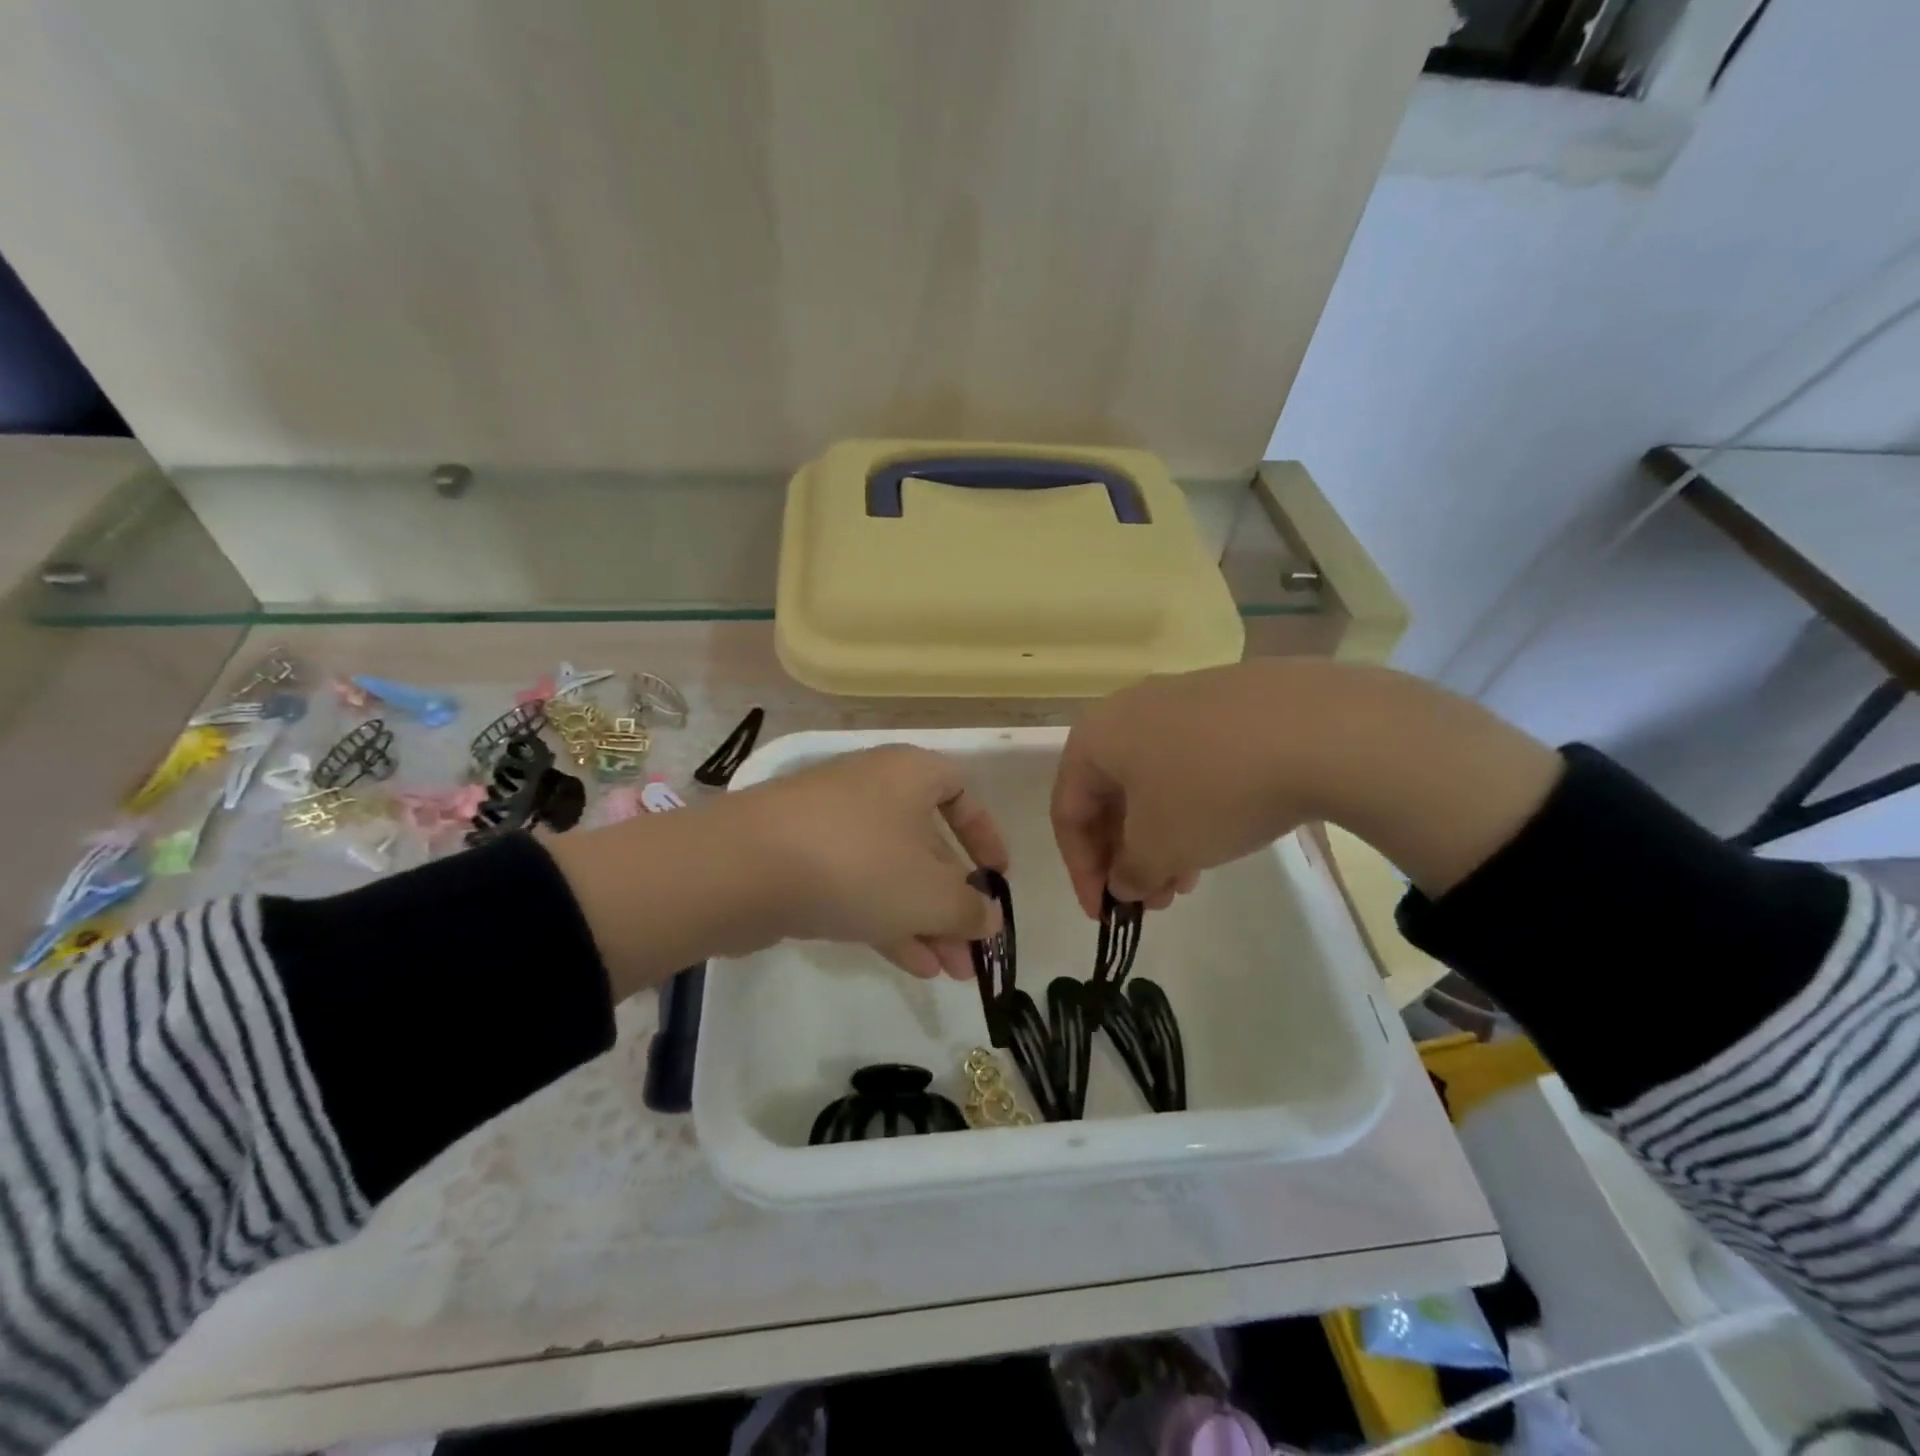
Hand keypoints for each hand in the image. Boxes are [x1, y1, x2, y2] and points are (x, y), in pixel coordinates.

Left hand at [733, 745, 1006, 979]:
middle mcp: (873, 789)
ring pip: (892, 872)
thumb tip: (991, 920)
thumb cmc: (858, 863)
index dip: (985, 835)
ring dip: (924, 921)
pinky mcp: (800, 859)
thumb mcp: (931, 894)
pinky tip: (912, 965)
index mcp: (910, 774)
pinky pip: (857, 886)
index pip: (961, 792)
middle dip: (954, 901)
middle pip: (927, 844)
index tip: (997, 877)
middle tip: (973, 951)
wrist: (741, 869)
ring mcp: (832, 824)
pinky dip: (886, 921)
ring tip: (950, 972)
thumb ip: (971, 909)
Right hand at [1052, 664, 1306, 915]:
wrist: (1318, 728)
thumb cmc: (1212, 791)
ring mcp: (1181, 701)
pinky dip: (1191, 807)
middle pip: (1111, 796)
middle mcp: (1129, 710)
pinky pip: (1190, 764)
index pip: (1067, 812)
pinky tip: (1221, 836)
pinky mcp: (1227, 703)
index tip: (1106, 914)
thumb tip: (1125, 881)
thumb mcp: (1160, 847)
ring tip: (1187, 881)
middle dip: (1126, 857)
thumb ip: (1129, 873)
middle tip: (1150, 901)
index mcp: (1095, 737)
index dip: (1081, 870)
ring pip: (1153, 782)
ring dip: (1160, 838)